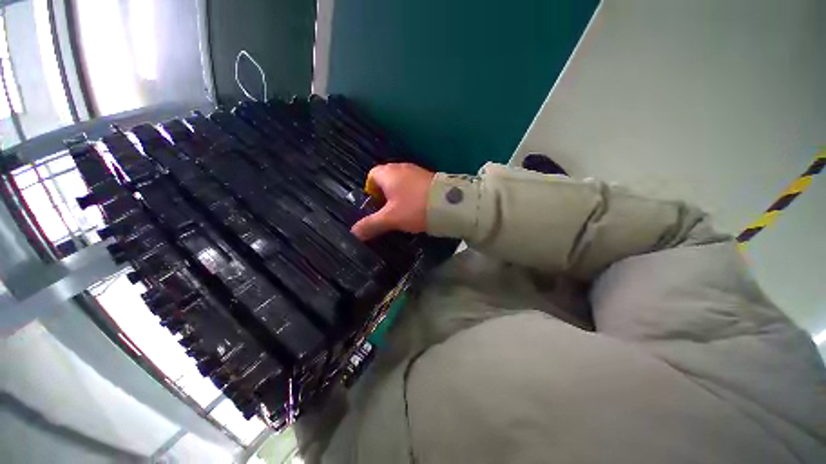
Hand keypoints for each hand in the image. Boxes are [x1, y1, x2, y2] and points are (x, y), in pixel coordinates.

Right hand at [351, 163, 434, 240]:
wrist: (448, 204)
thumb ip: (371, 225)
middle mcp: (401, 167)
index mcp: (388, 173)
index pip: (371, 176)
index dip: (370, 191)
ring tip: (403, 212)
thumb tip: (353, 233)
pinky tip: (417, 207)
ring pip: (401, 183)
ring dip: (399, 196)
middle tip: (388, 213)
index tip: (375, 207)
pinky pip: (414, 185)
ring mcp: (417, 171)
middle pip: (386, 180)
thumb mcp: (390, 219)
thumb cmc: (414, 208)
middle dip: (384, 195)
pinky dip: (412, 195)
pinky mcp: (429, 177)